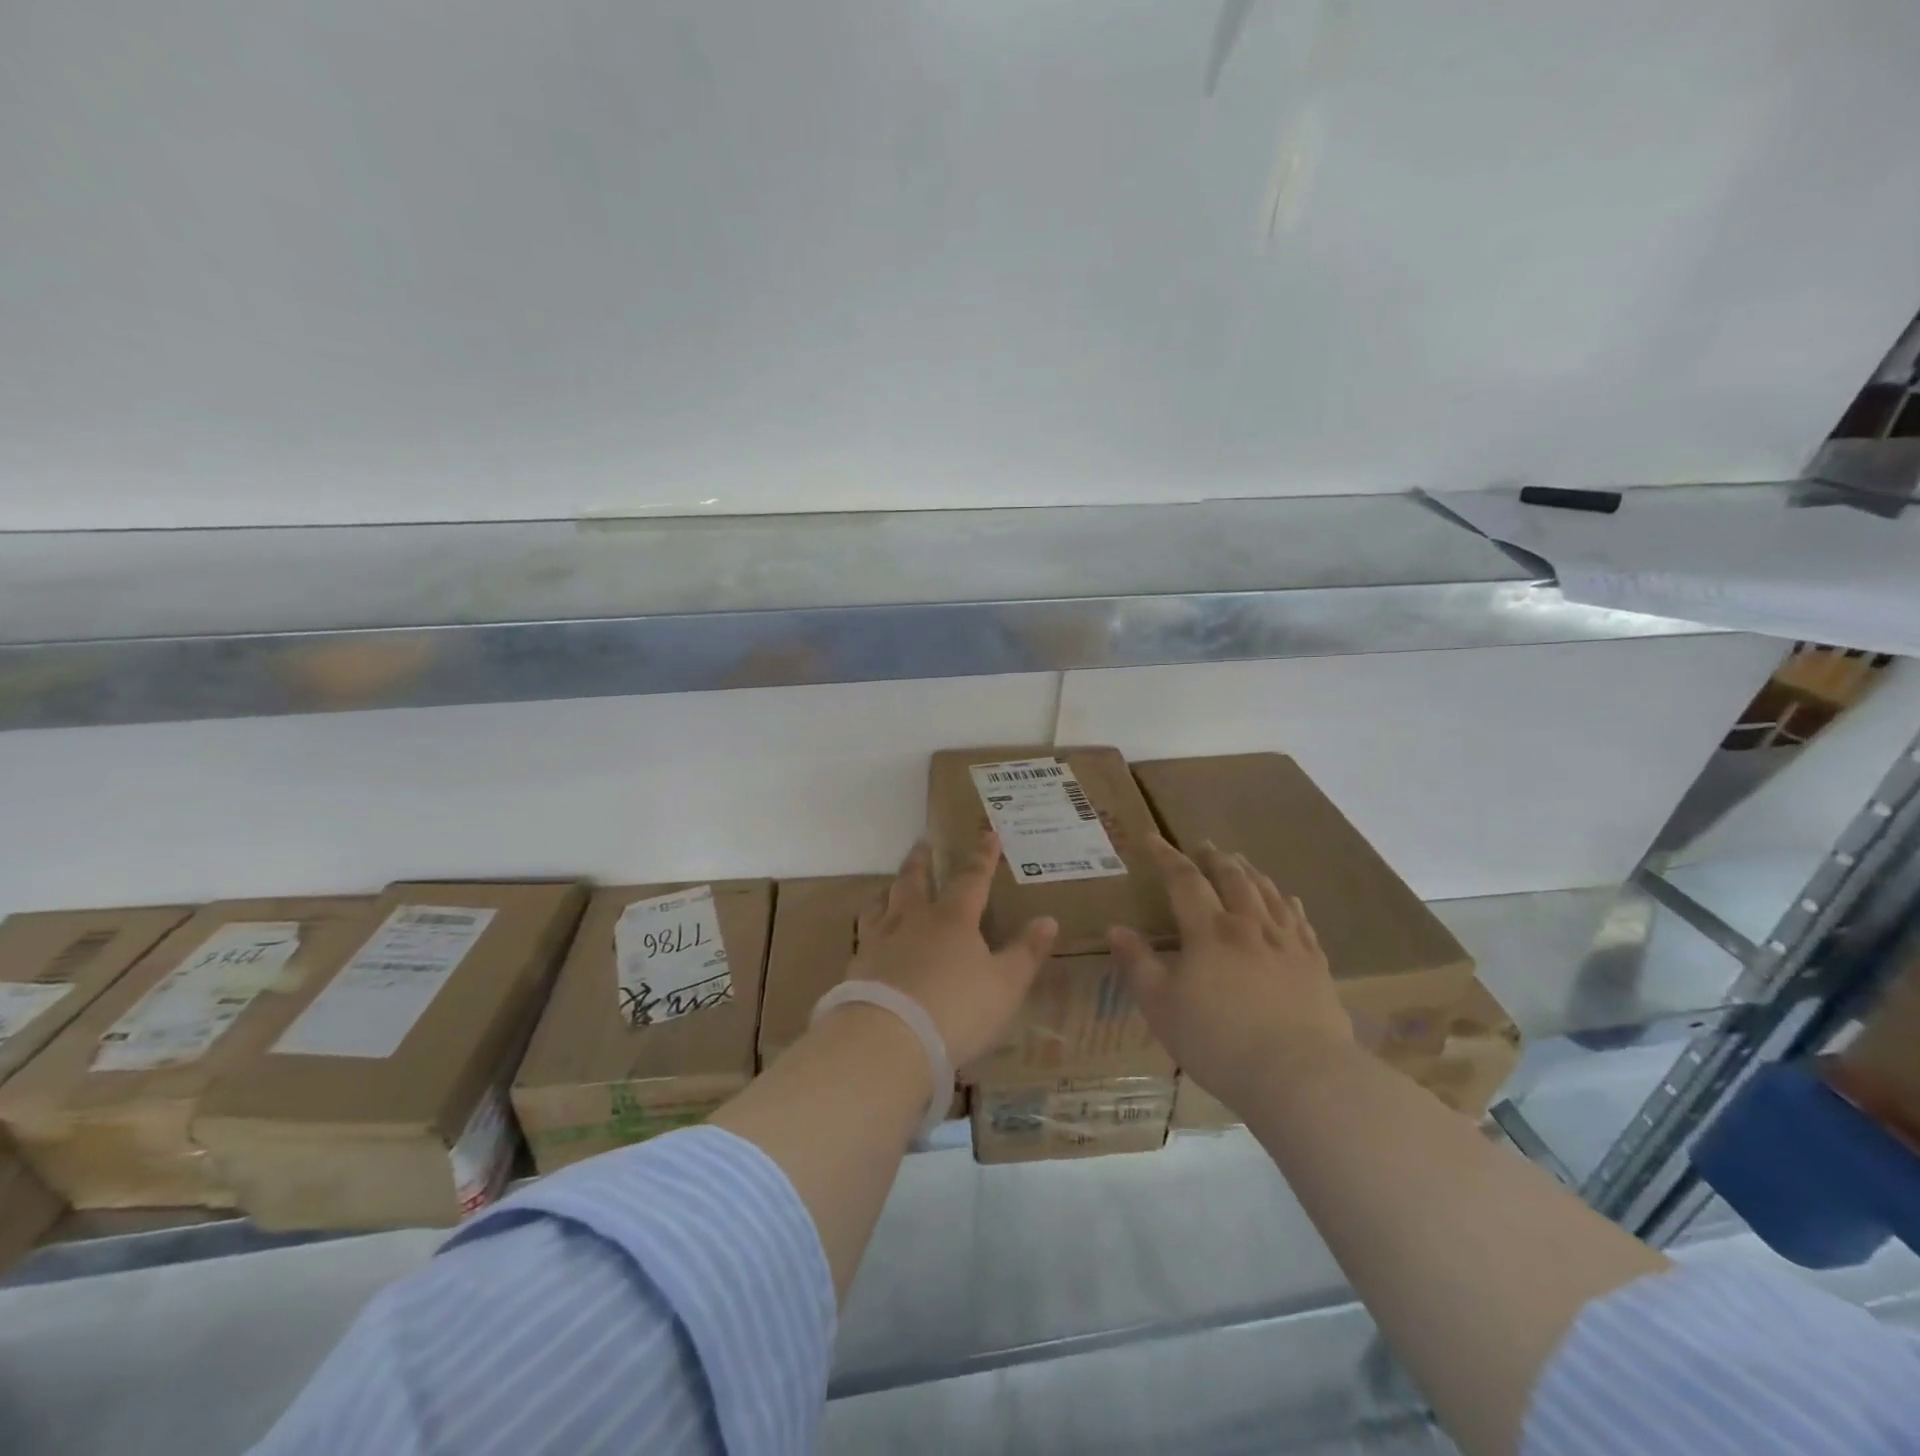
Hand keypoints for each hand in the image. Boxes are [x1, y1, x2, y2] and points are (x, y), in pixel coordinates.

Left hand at [848, 833, 1057, 1068]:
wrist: (888, 1038)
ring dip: (890, 888)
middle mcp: (913, 919)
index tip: (987, 835)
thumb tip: (1048, 920)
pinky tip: (871, 934)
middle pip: (915, 880)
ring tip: (891, 884)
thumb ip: (1026, 953)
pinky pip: (864, 932)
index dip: (982, 857)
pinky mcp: (858, 965)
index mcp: (953, 919)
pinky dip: (871, 923)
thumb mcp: (1005, 986)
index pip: (971, 879)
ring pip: (882, 902)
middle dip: (922, 860)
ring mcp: (880, 939)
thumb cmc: (956, 1009)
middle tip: (923, 843)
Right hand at [1110, 836, 1350, 1109]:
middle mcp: (1249, 926)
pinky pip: (1301, 923)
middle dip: (1215, 859)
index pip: (1184, 880)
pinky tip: (1290, 901)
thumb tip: (1115, 928)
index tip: (1153, 838)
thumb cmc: (1218, 1040)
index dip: (1167, 857)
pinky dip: (1290, 905)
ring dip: (1252, 873)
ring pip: (1269, 894)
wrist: (1299, 1075)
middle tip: (1205, 846)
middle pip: (1232, 879)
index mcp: (1209, 931)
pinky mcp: (1316, 967)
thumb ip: (1136, 964)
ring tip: (1242, 862)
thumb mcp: (1160, 1006)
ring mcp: (1287, 944)